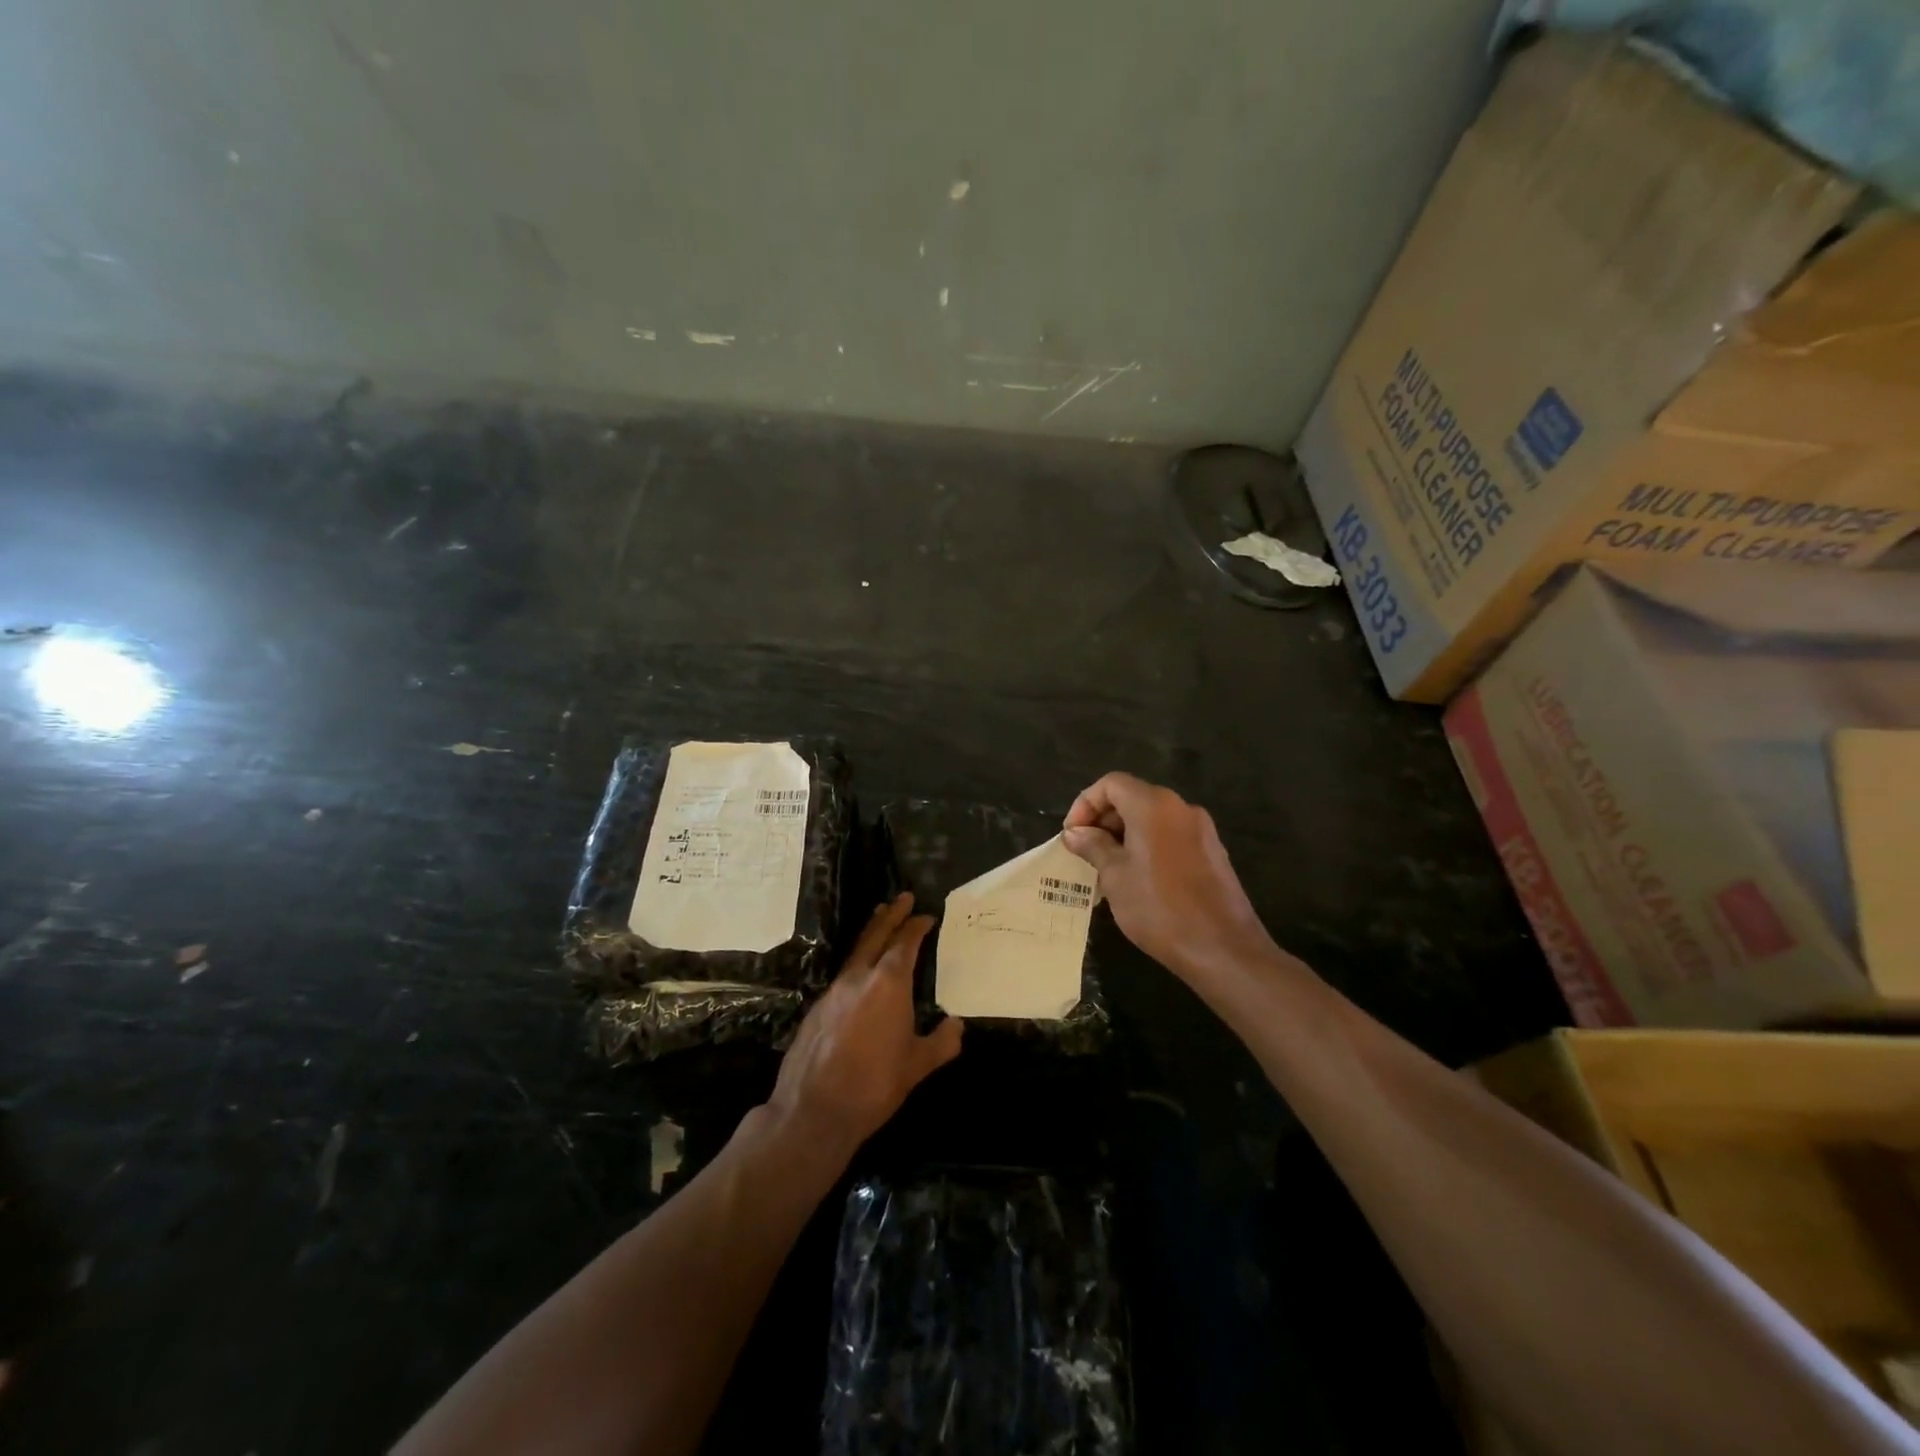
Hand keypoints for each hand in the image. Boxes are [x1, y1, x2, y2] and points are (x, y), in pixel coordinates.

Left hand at [766, 894, 962, 1158]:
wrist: (814, 1110)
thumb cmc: (874, 1085)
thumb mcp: (918, 1066)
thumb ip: (942, 1043)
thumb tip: (956, 1026)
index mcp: (888, 984)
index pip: (904, 943)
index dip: (915, 927)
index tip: (926, 916)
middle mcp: (859, 978)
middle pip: (876, 935)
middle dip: (891, 915)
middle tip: (902, 897)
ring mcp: (834, 991)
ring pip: (856, 952)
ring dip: (871, 933)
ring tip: (879, 919)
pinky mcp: (817, 1009)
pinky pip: (843, 974)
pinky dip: (857, 961)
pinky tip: (860, 973)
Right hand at [1063, 772, 1278, 981]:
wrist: (1222, 948)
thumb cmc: (1159, 908)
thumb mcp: (1115, 876)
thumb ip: (1093, 846)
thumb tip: (1075, 832)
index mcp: (1154, 805)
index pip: (1111, 783)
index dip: (1085, 803)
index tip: (1073, 835)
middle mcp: (1180, 807)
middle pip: (1132, 797)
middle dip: (1104, 820)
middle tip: (1085, 852)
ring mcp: (1201, 829)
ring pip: (1152, 818)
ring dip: (1124, 834)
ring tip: (1106, 868)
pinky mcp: (1212, 852)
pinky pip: (1170, 836)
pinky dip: (1147, 846)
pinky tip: (1137, 879)